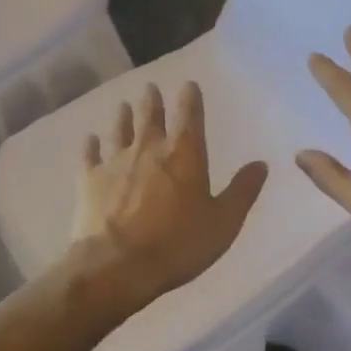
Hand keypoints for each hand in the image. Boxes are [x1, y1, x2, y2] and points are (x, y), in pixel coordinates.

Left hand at [72, 81, 267, 306]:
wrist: (117, 266)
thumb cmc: (177, 244)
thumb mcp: (223, 222)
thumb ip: (242, 191)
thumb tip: (261, 164)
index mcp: (184, 154)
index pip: (190, 116)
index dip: (190, 98)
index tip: (189, 84)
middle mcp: (149, 149)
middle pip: (151, 117)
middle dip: (153, 101)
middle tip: (151, 87)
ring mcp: (115, 163)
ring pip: (120, 131)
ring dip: (124, 117)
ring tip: (124, 105)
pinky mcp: (89, 181)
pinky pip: (90, 156)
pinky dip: (91, 146)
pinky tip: (90, 139)